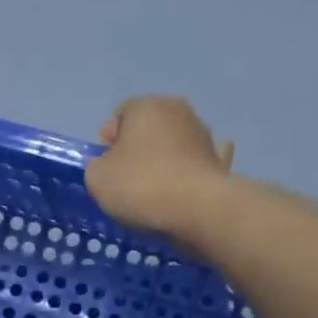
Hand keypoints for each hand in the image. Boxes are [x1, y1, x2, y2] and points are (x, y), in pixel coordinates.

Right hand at [83, 95, 234, 236]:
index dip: (107, 144)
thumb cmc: (141, 186)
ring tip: (155, 194)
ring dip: (165, 161)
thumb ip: (97, 166)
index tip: (105, 170)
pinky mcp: (220, 162)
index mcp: (146, 106)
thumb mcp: (97, 177)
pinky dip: (192, 172)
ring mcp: (205, 135)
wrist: (198, 211)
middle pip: (148, 129)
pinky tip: (186, 188)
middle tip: (126, 183)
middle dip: (137, 151)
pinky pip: (200, 162)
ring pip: (175, 144)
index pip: (119, 117)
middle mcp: (179, 111)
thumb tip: (109, 166)